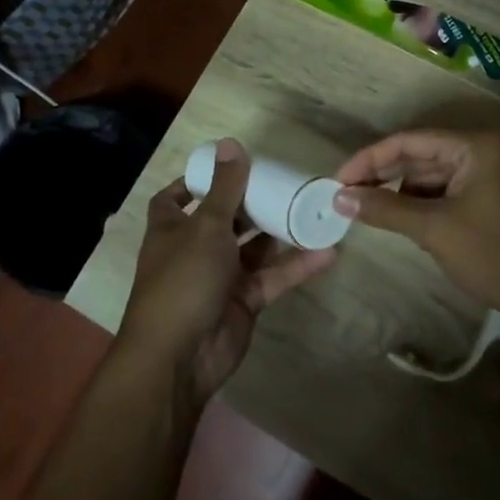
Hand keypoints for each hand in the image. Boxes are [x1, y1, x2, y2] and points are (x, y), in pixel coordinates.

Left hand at [119, 139, 336, 406]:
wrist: (180, 356)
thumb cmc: (184, 280)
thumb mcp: (206, 227)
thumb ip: (225, 187)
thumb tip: (230, 143)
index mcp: (172, 229)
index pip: (175, 198)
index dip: (195, 182)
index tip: (227, 167)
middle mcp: (194, 250)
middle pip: (224, 219)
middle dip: (251, 203)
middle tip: (283, 183)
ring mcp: (220, 277)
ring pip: (253, 248)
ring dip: (279, 232)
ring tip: (311, 209)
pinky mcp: (244, 301)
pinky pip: (272, 277)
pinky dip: (296, 266)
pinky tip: (327, 251)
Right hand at [331, 129, 499, 329]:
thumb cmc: (496, 255)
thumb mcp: (434, 229)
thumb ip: (385, 208)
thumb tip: (338, 197)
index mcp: (475, 146)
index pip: (410, 140)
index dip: (369, 159)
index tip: (337, 181)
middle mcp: (484, 151)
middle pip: (420, 155)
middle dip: (383, 176)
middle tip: (344, 197)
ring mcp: (491, 175)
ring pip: (432, 176)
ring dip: (401, 192)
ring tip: (367, 212)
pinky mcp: (492, 199)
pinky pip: (447, 193)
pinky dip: (422, 205)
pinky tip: (401, 221)